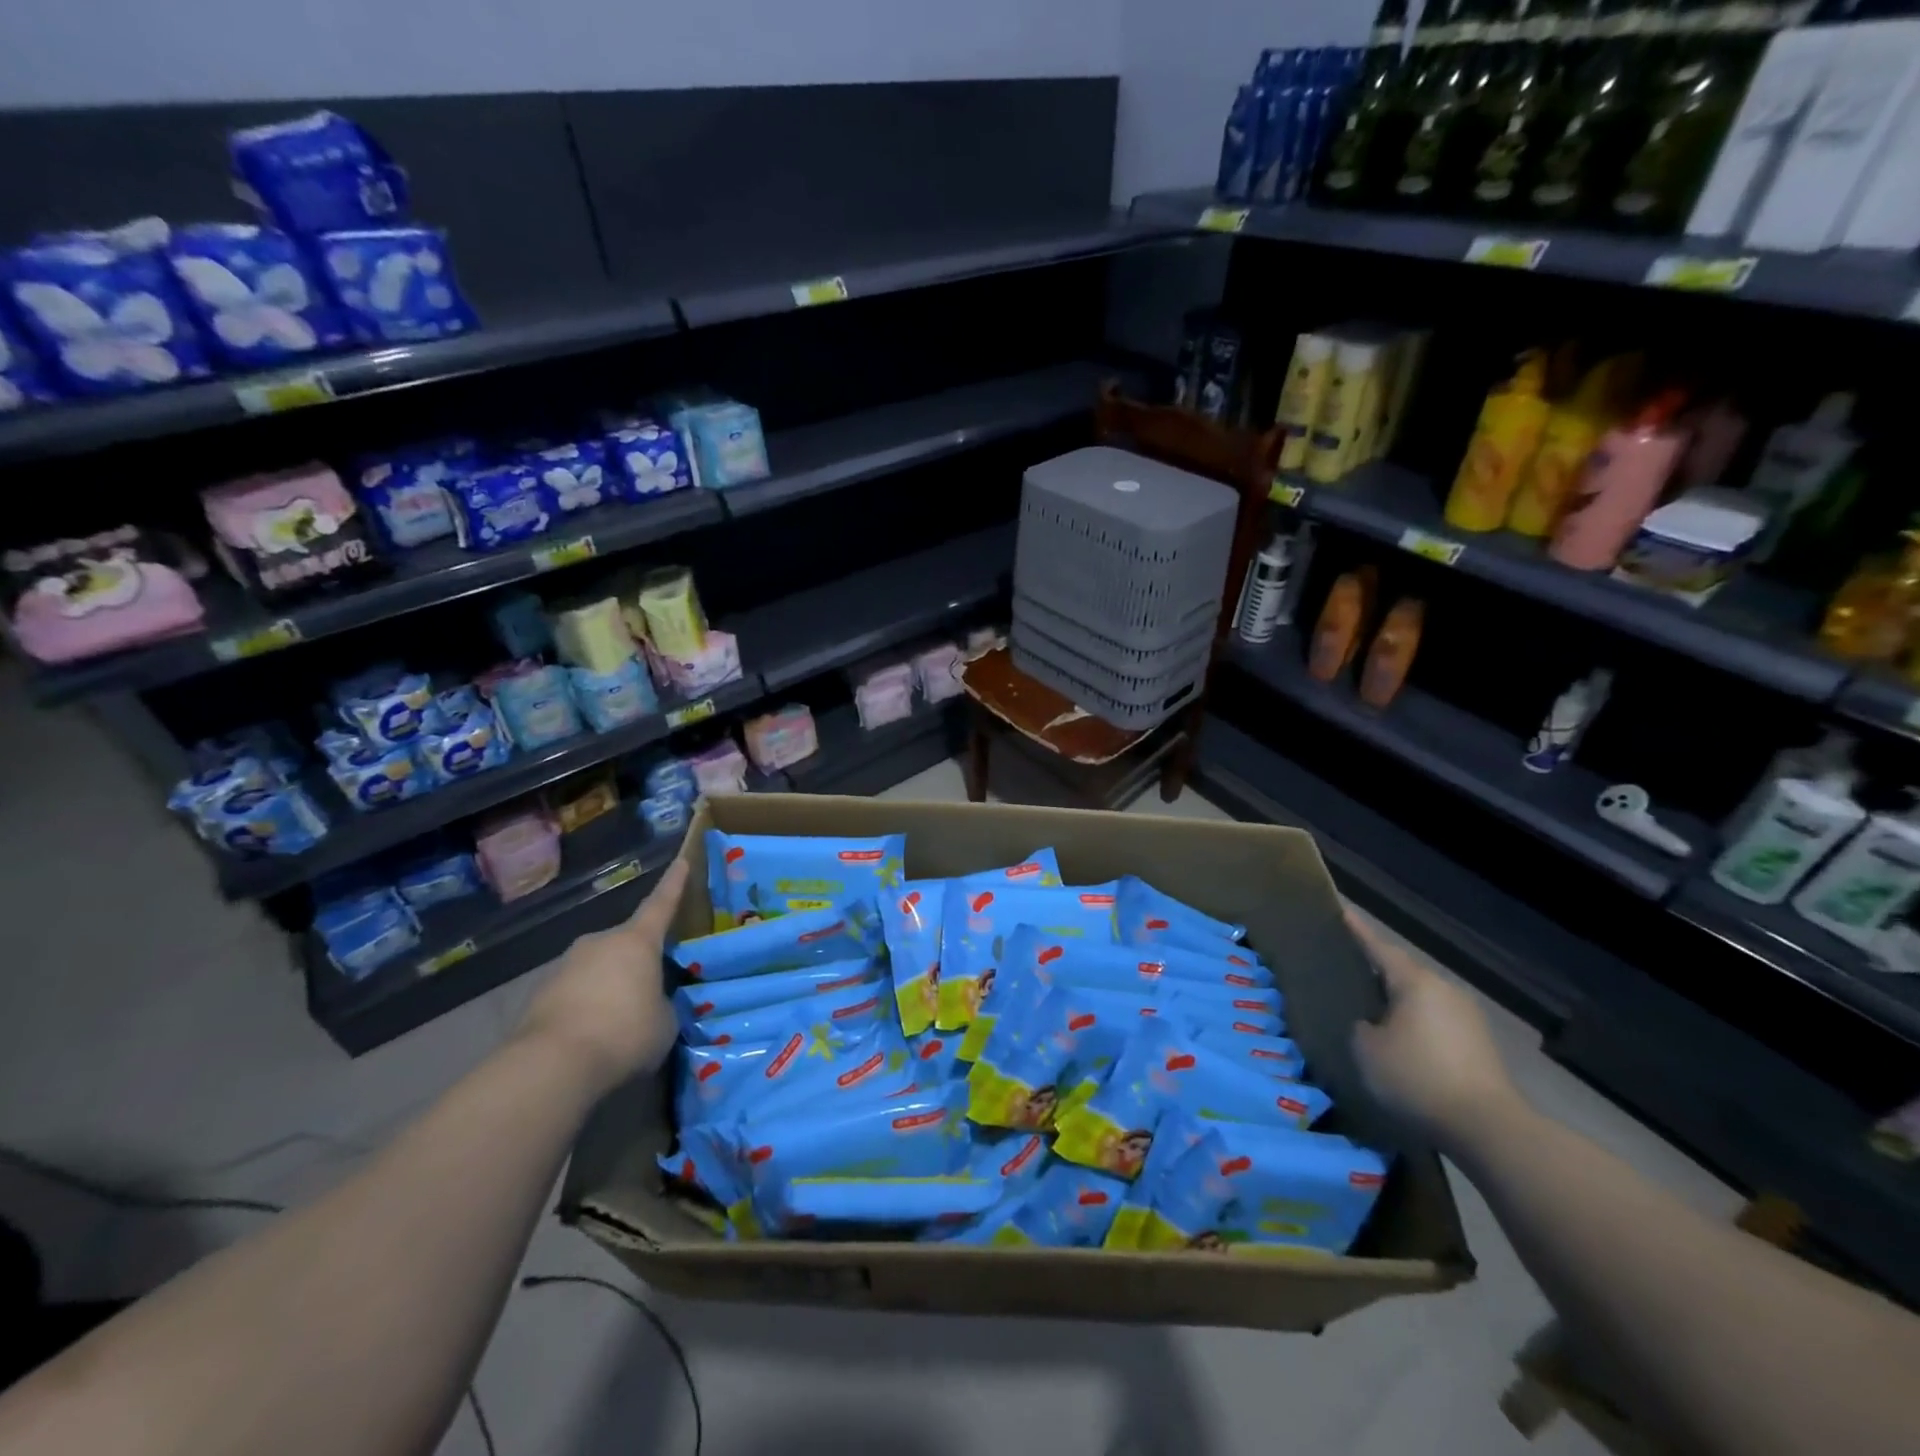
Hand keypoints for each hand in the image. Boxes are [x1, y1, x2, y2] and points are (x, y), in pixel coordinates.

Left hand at [519, 857, 688, 1091]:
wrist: (552, 1065)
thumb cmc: (624, 1033)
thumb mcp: (665, 1022)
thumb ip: (662, 1003)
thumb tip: (651, 1003)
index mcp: (637, 941)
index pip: (661, 904)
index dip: (674, 884)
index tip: (681, 861)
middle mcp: (600, 943)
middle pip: (626, 943)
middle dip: (637, 960)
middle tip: (650, 986)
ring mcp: (565, 966)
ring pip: (598, 969)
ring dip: (609, 986)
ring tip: (619, 1021)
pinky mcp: (539, 994)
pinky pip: (574, 993)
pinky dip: (586, 1007)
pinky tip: (592, 1036)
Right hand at [1345, 907, 1520, 1148]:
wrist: (1488, 1128)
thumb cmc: (1417, 1077)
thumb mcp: (1366, 1050)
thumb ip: (1359, 1027)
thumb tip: (1368, 1024)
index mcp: (1415, 982)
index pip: (1379, 948)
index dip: (1358, 931)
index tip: (1342, 912)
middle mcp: (1444, 990)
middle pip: (1403, 973)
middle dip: (1378, 971)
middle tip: (1350, 970)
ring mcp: (1467, 1017)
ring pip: (1421, 998)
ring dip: (1398, 1002)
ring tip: (1373, 1009)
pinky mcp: (1479, 1045)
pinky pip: (1436, 1022)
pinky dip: (1415, 1024)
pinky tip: (1402, 1042)